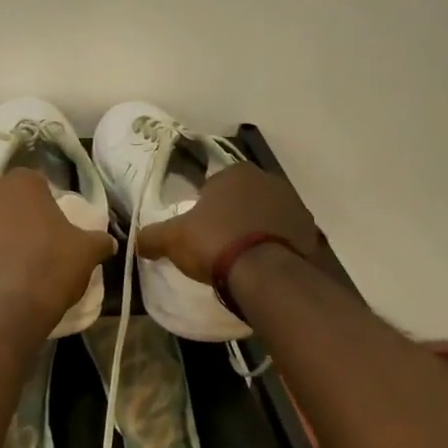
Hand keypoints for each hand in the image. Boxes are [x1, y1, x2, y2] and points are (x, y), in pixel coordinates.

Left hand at [0, 170, 114, 332]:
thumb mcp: (86, 252)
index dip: (42, 198)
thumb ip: (97, 240)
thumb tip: (108, 241)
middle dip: (6, 208)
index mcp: (21, 183)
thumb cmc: (50, 267)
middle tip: (26, 235)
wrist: (5, 310)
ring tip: (9, 260)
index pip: (32, 180)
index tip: (51, 220)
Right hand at [135, 162, 319, 283]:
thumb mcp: (174, 239)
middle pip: (243, 198)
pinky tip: (263, 266)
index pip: (215, 183)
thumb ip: (152, 236)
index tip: (199, 228)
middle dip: (232, 215)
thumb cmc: (216, 242)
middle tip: (218, 243)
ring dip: (256, 229)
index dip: (205, 205)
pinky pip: (286, 237)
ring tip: (241, 258)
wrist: (266, 274)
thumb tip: (136, 241)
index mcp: (236, 172)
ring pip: (266, 216)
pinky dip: (275, 247)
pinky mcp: (311, 233)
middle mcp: (269, 181)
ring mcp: (294, 206)